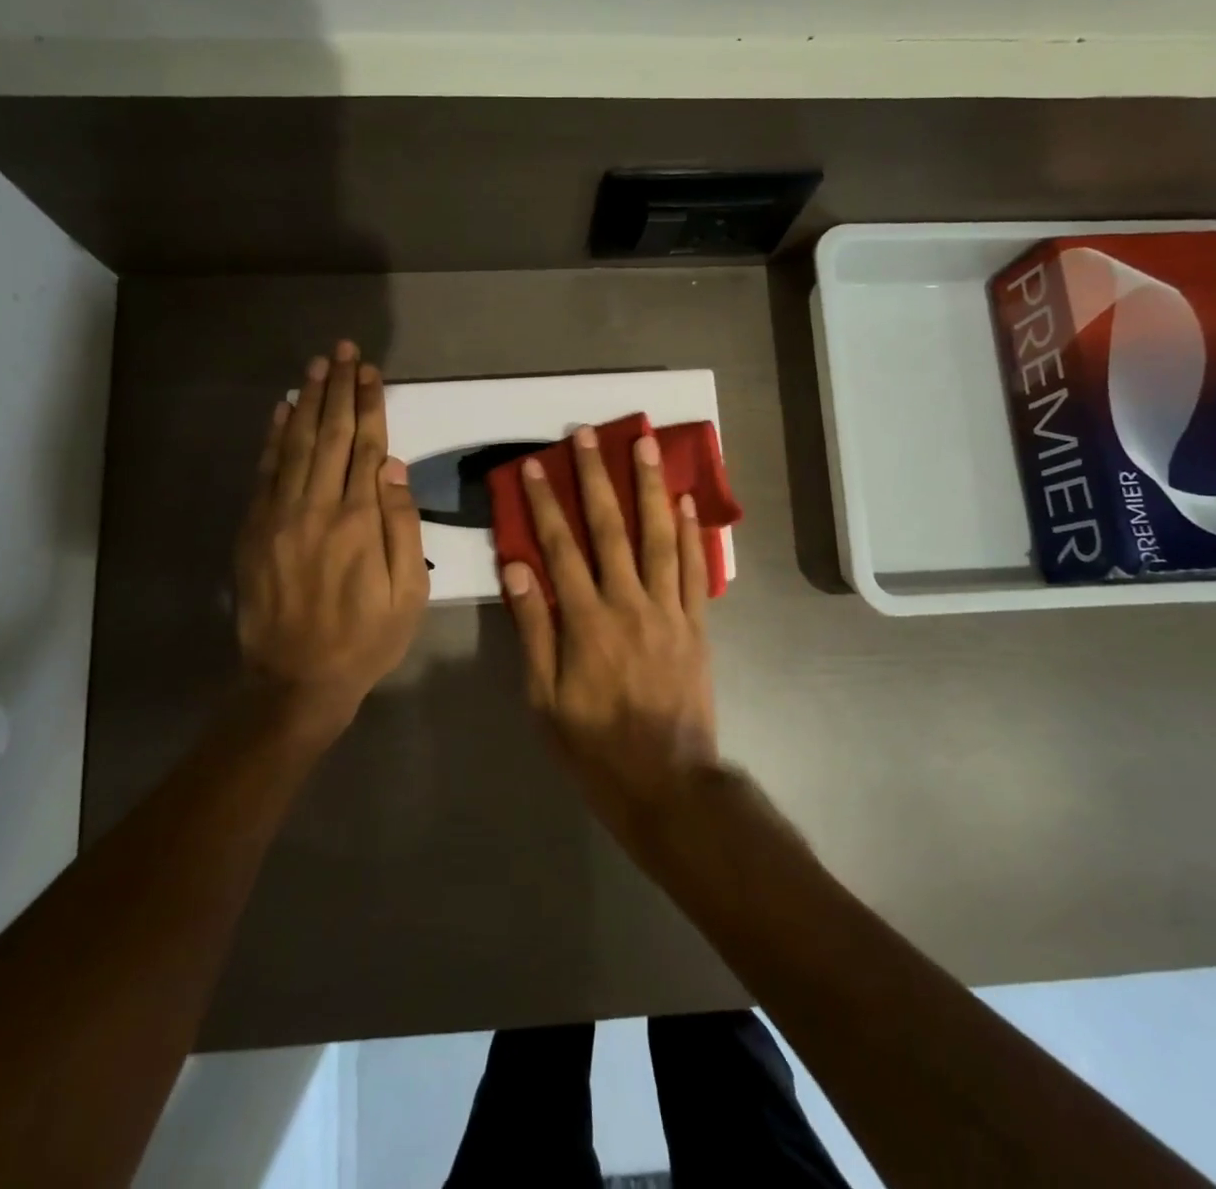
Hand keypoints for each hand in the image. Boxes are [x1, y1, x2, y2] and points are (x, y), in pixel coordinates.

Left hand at [234, 341, 429, 750]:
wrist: (296, 680)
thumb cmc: (367, 638)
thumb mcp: (409, 593)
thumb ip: (403, 526)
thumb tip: (394, 466)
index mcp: (359, 521)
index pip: (366, 446)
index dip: (369, 404)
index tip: (371, 371)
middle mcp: (316, 507)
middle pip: (330, 434)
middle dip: (338, 389)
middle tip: (343, 350)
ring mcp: (279, 516)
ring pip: (296, 444)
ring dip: (308, 401)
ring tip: (317, 366)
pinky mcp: (254, 529)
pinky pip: (266, 471)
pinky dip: (274, 437)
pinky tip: (283, 410)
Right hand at [500, 426, 718, 836]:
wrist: (666, 782)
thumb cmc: (594, 745)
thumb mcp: (545, 697)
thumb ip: (533, 630)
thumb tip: (517, 569)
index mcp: (585, 622)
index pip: (560, 549)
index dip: (544, 504)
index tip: (534, 466)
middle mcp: (628, 604)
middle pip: (610, 529)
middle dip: (596, 478)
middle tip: (588, 435)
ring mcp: (669, 611)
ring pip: (658, 537)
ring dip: (649, 487)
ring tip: (645, 445)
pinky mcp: (698, 625)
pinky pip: (695, 570)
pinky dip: (691, 533)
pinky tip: (685, 500)